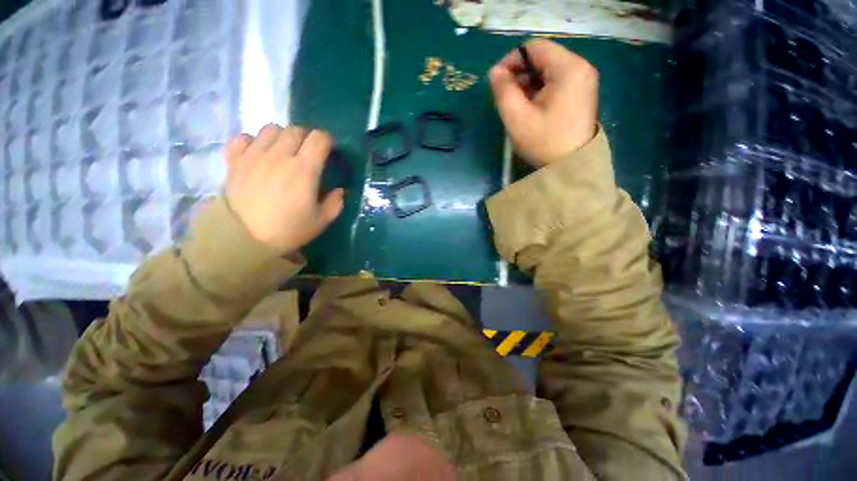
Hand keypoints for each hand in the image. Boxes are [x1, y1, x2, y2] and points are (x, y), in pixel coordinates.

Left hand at [223, 124, 343, 253]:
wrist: (244, 240)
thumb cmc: (288, 230)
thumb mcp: (321, 221)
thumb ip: (335, 202)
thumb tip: (339, 190)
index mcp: (304, 170)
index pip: (319, 138)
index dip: (327, 141)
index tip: (329, 151)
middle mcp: (279, 156)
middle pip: (295, 129)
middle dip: (306, 138)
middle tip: (308, 153)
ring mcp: (254, 156)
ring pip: (271, 129)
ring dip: (282, 137)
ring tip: (284, 152)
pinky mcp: (235, 160)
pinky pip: (244, 138)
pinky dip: (254, 141)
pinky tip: (259, 154)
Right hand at [489, 39, 598, 165]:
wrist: (570, 167)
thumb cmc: (544, 142)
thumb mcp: (517, 118)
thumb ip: (503, 91)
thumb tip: (495, 72)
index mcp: (568, 68)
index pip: (534, 47)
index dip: (511, 60)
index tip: (497, 82)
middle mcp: (580, 67)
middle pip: (542, 58)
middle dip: (520, 75)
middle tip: (506, 98)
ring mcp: (583, 80)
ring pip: (548, 71)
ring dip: (528, 84)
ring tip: (517, 106)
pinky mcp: (581, 93)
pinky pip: (556, 82)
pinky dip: (539, 91)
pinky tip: (531, 109)